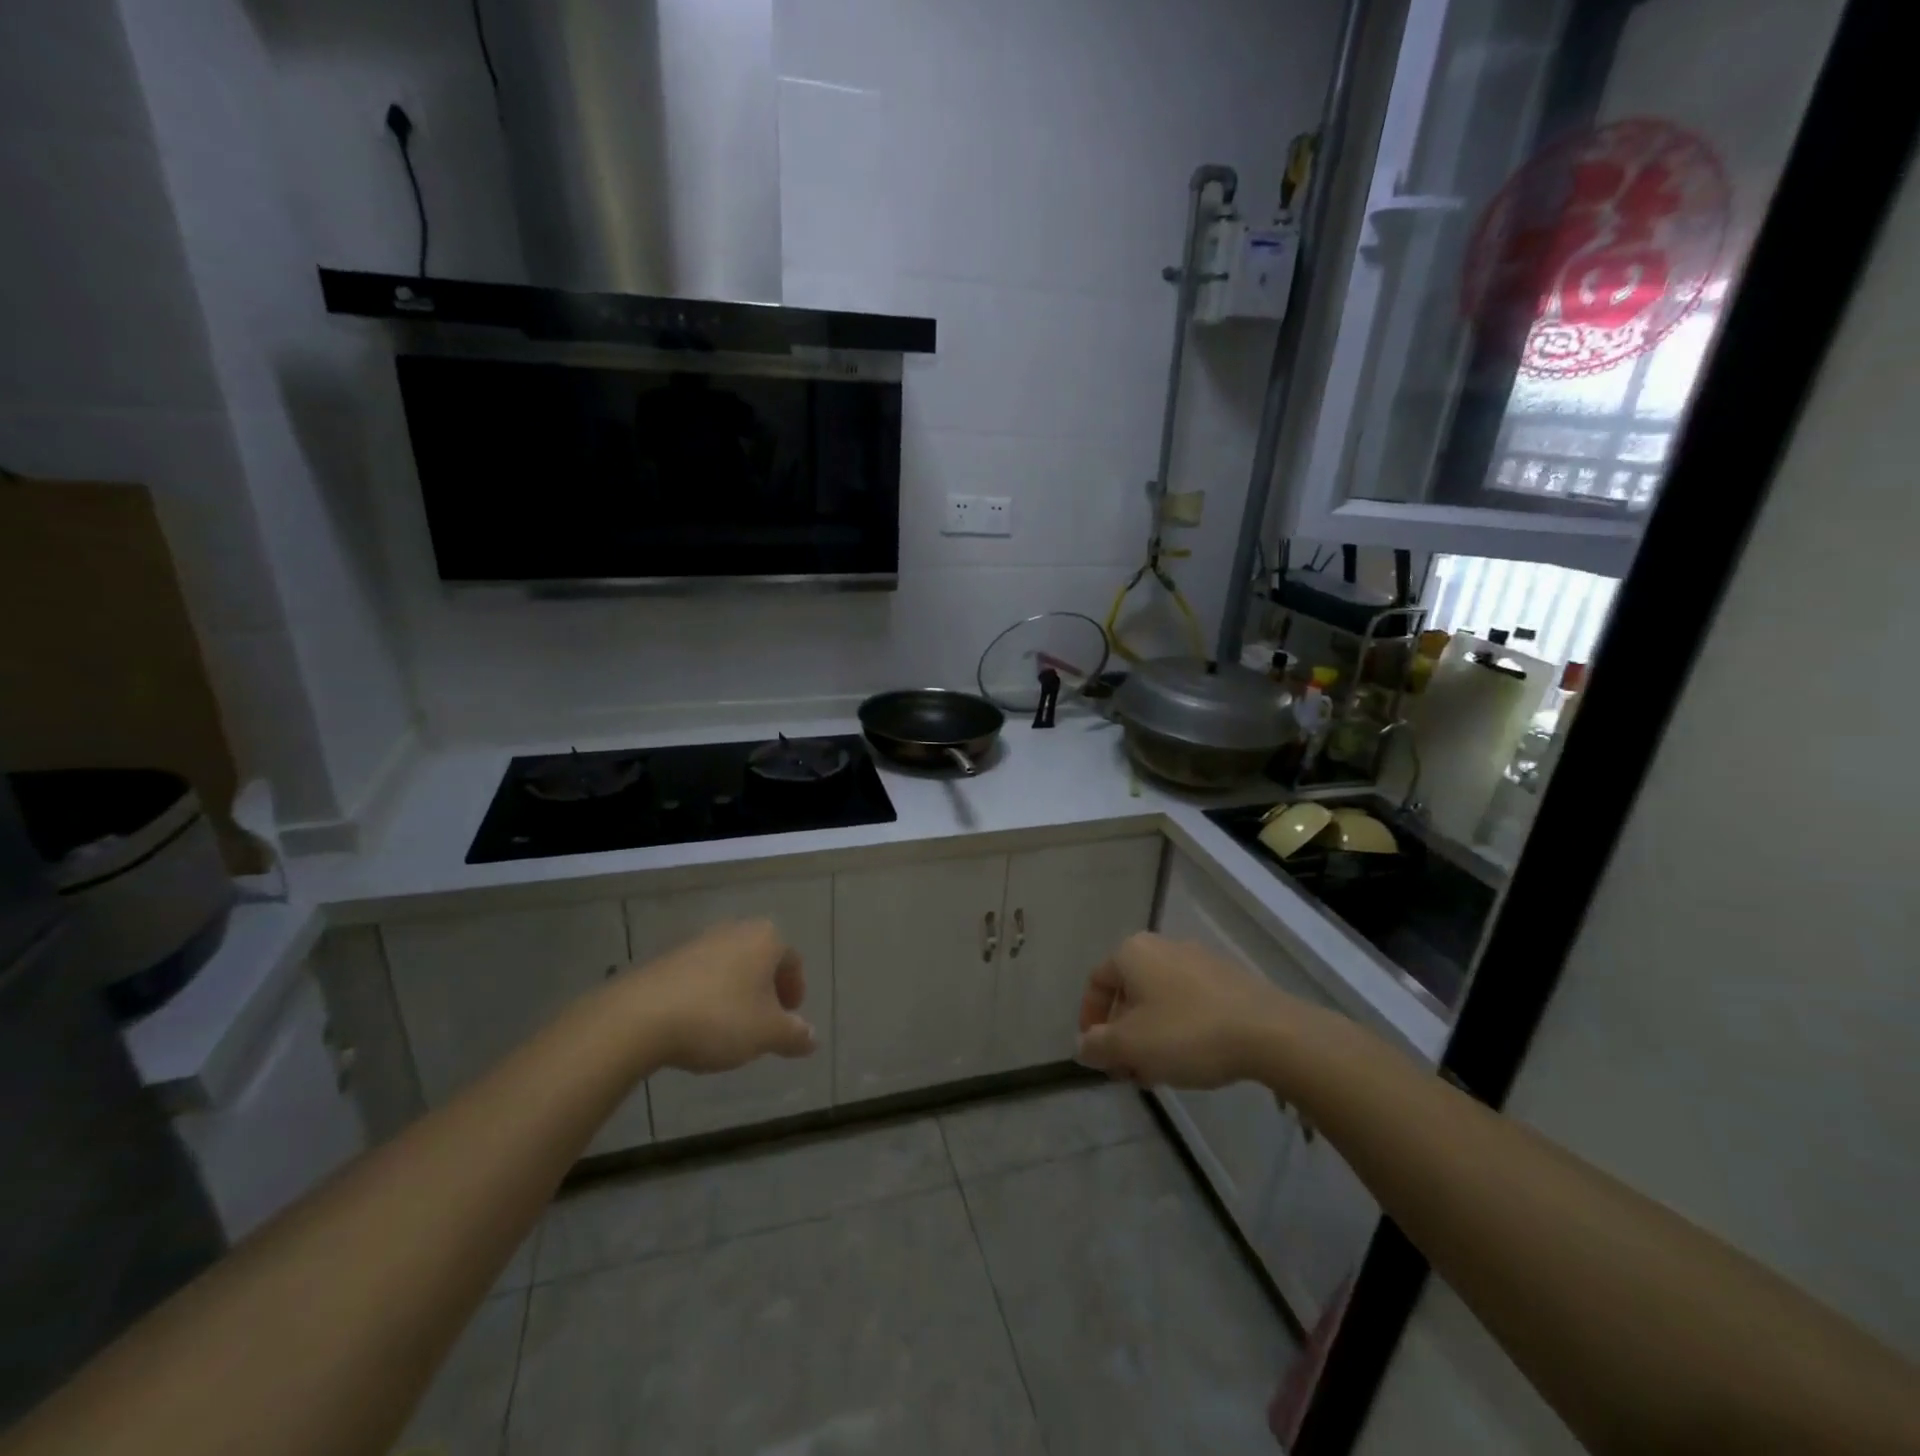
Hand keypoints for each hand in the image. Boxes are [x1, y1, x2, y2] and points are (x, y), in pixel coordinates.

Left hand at [617, 919, 816, 1072]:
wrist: (639, 1017)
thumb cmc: (718, 1018)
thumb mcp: (766, 1033)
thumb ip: (794, 1034)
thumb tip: (812, 1037)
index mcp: (765, 939)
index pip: (792, 961)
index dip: (795, 990)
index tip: (789, 1019)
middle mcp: (735, 930)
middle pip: (761, 960)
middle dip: (765, 991)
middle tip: (764, 1024)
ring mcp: (698, 941)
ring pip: (730, 967)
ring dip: (736, 993)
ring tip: (730, 1029)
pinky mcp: (668, 959)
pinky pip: (700, 976)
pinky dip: (707, 996)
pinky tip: (698, 1025)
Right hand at [1076, 931, 1286, 1087]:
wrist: (1269, 1032)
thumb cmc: (1187, 1033)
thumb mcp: (1130, 1046)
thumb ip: (1097, 1046)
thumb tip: (1082, 1046)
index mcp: (1132, 952)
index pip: (1097, 983)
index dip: (1089, 1021)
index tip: (1097, 1056)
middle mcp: (1162, 946)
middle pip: (1129, 992)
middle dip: (1123, 1034)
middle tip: (1127, 1071)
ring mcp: (1199, 959)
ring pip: (1159, 999)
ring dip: (1150, 1035)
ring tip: (1158, 1073)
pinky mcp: (1228, 978)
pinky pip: (1189, 1002)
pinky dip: (1179, 1028)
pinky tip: (1191, 1060)